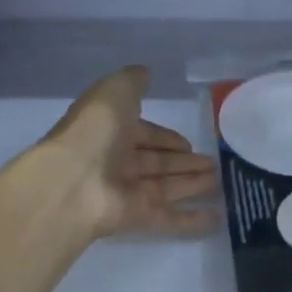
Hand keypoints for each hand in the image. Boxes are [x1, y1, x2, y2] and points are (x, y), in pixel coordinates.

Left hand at [42, 66, 219, 238]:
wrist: (72, 182)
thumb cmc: (95, 131)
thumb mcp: (115, 92)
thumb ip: (133, 82)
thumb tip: (147, 72)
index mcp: (111, 130)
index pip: (144, 134)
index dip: (166, 137)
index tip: (189, 143)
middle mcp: (117, 161)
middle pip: (156, 162)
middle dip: (184, 162)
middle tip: (213, 163)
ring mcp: (126, 191)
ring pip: (166, 187)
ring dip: (192, 184)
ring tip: (220, 181)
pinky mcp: (136, 217)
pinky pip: (168, 218)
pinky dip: (191, 220)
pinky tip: (217, 217)